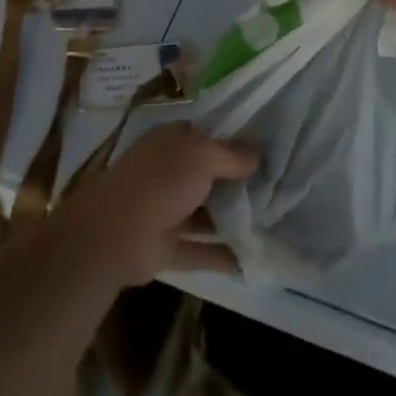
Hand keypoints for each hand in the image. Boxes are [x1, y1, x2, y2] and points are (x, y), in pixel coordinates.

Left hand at [64, 123, 256, 285]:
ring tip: (274, 223)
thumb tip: (258, 156)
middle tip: (280, 188)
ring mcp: (166, 211)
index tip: (270, 150)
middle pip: (210, 176)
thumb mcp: (202, 155)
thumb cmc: (161, 180)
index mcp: (172, 142)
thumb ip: (232, 155)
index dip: (237, 141)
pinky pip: (200, 251)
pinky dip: (223, 255)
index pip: (208, 136)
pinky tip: (254, 259)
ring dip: (234, 219)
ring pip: (206, 213)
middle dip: (239, 182)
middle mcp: (169, 173)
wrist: (116, 233)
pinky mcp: (166, 248)